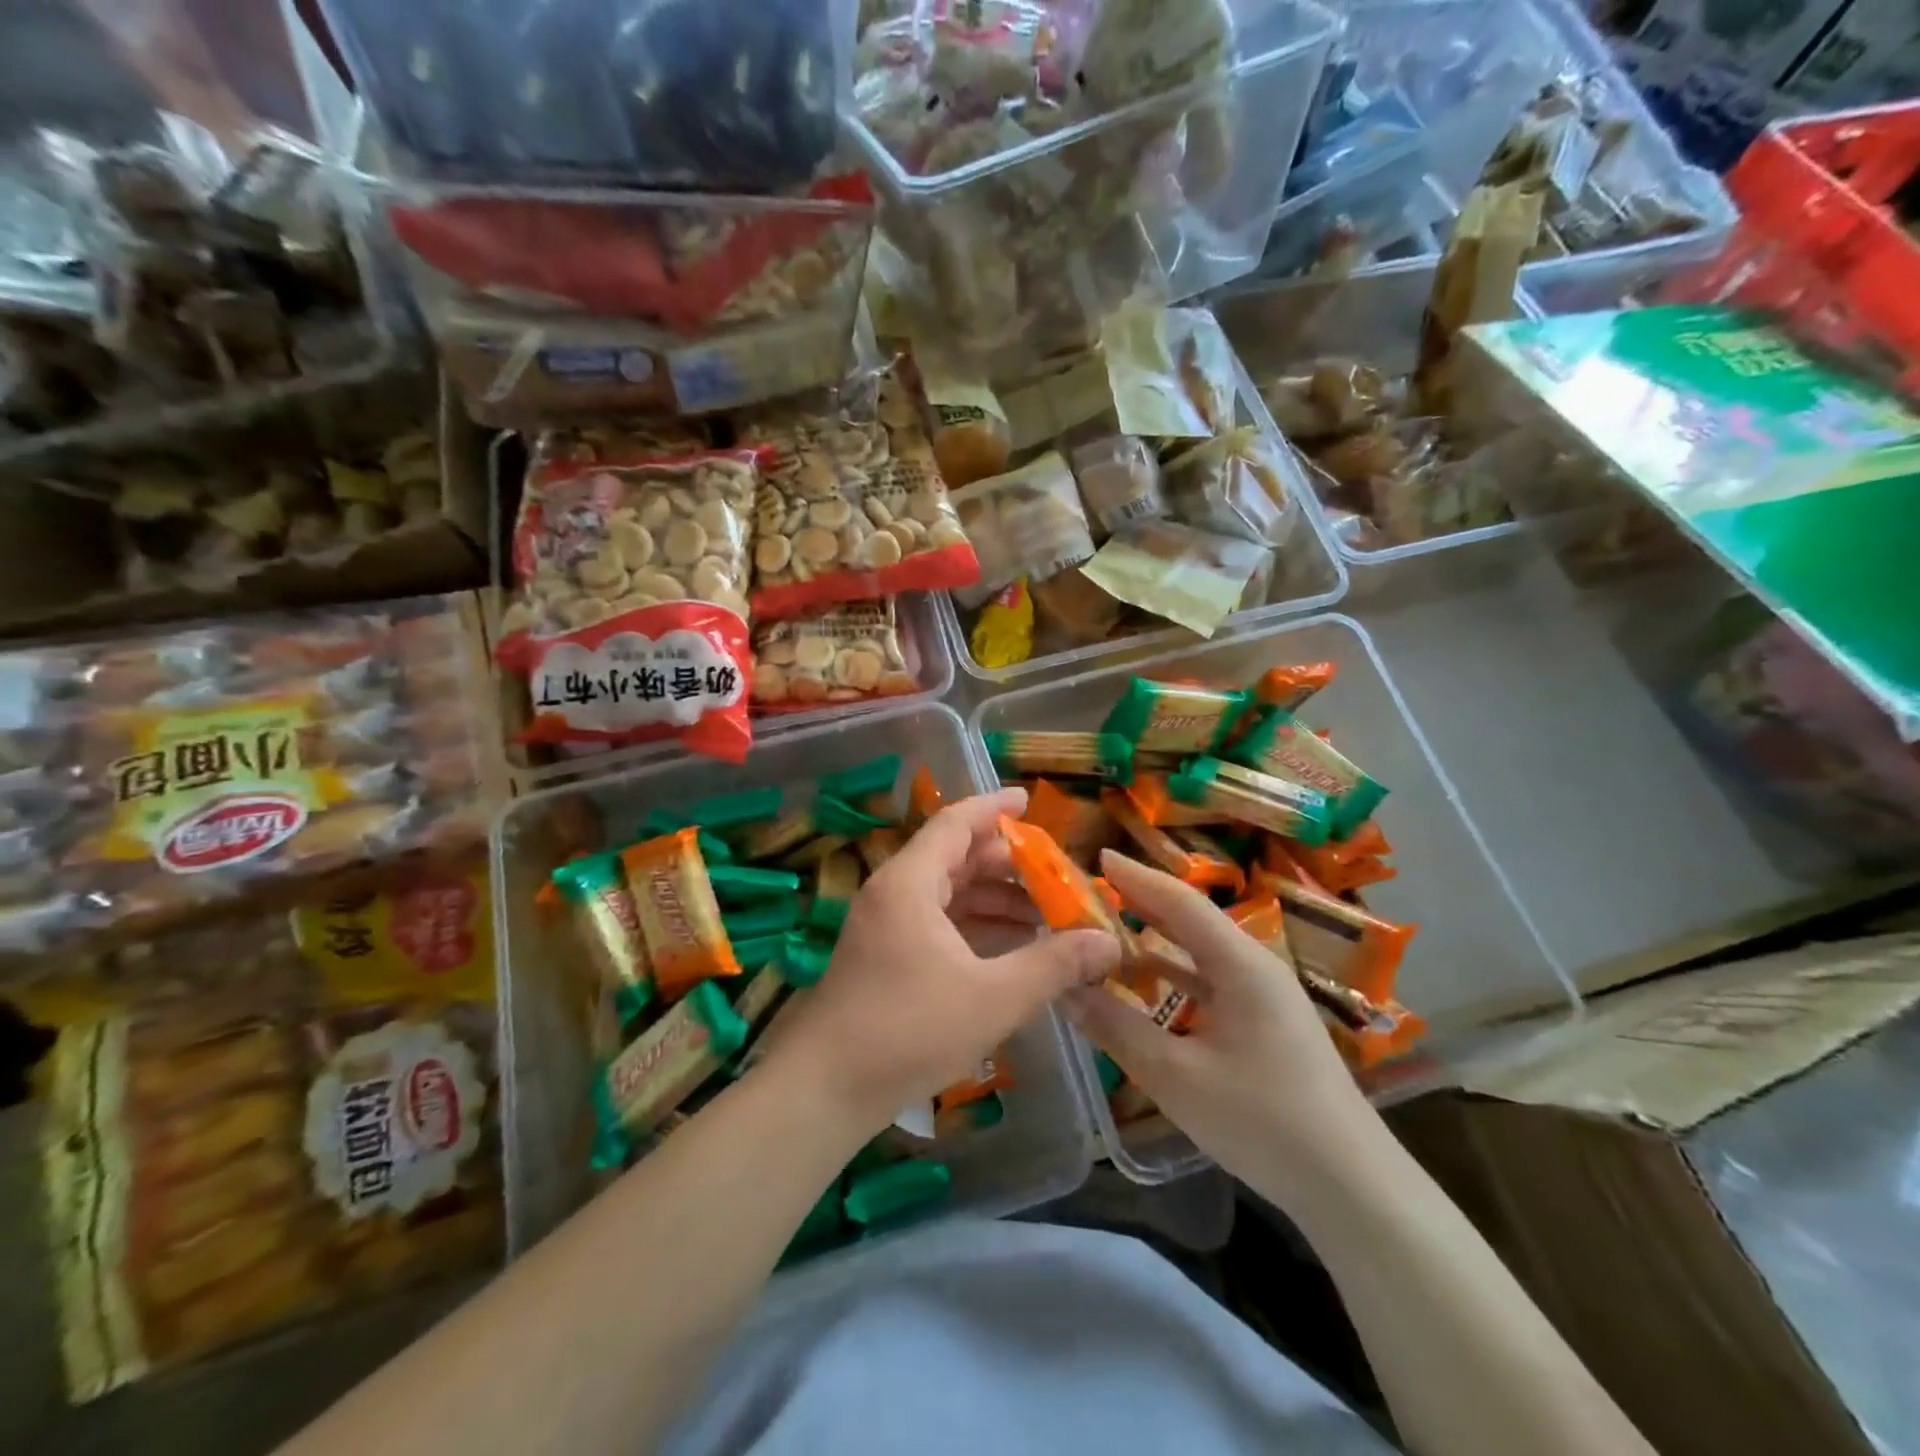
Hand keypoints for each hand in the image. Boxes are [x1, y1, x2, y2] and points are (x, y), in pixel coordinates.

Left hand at [759, 788, 1120, 1133]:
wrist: (824, 1090)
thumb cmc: (908, 1031)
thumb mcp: (993, 998)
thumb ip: (1053, 965)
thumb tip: (1108, 942)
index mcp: (910, 883)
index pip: (956, 823)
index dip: (994, 808)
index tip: (1030, 800)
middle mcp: (893, 893)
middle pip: (955, 858)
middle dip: (1006, 864)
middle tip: (1055, 874)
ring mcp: (884, 925)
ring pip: (946, 894)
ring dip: (993, 899)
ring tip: (1044, 915)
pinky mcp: (882, 956)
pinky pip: (935, 923)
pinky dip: (972, 926)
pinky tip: (1008, 948)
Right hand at [1065, 851, 1381, 1205]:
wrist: (1352, 1187)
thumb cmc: (1263, 1121)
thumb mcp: (1176, 1076)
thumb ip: (1117, 1026)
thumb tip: (1064, 988)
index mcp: (1241, 964)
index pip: (1181, 902)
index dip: (1137, 877)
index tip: (1096, 857)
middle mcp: (1254, 967)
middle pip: (1189, 921)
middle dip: (1140, 904)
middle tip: (1089, 895)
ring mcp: (1263, 996)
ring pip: (1198, 953)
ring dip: (1154, 941)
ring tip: (1105, 934)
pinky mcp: (1264, 1023)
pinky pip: (1209, 982)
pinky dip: (1173, 975)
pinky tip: (1143, 986)